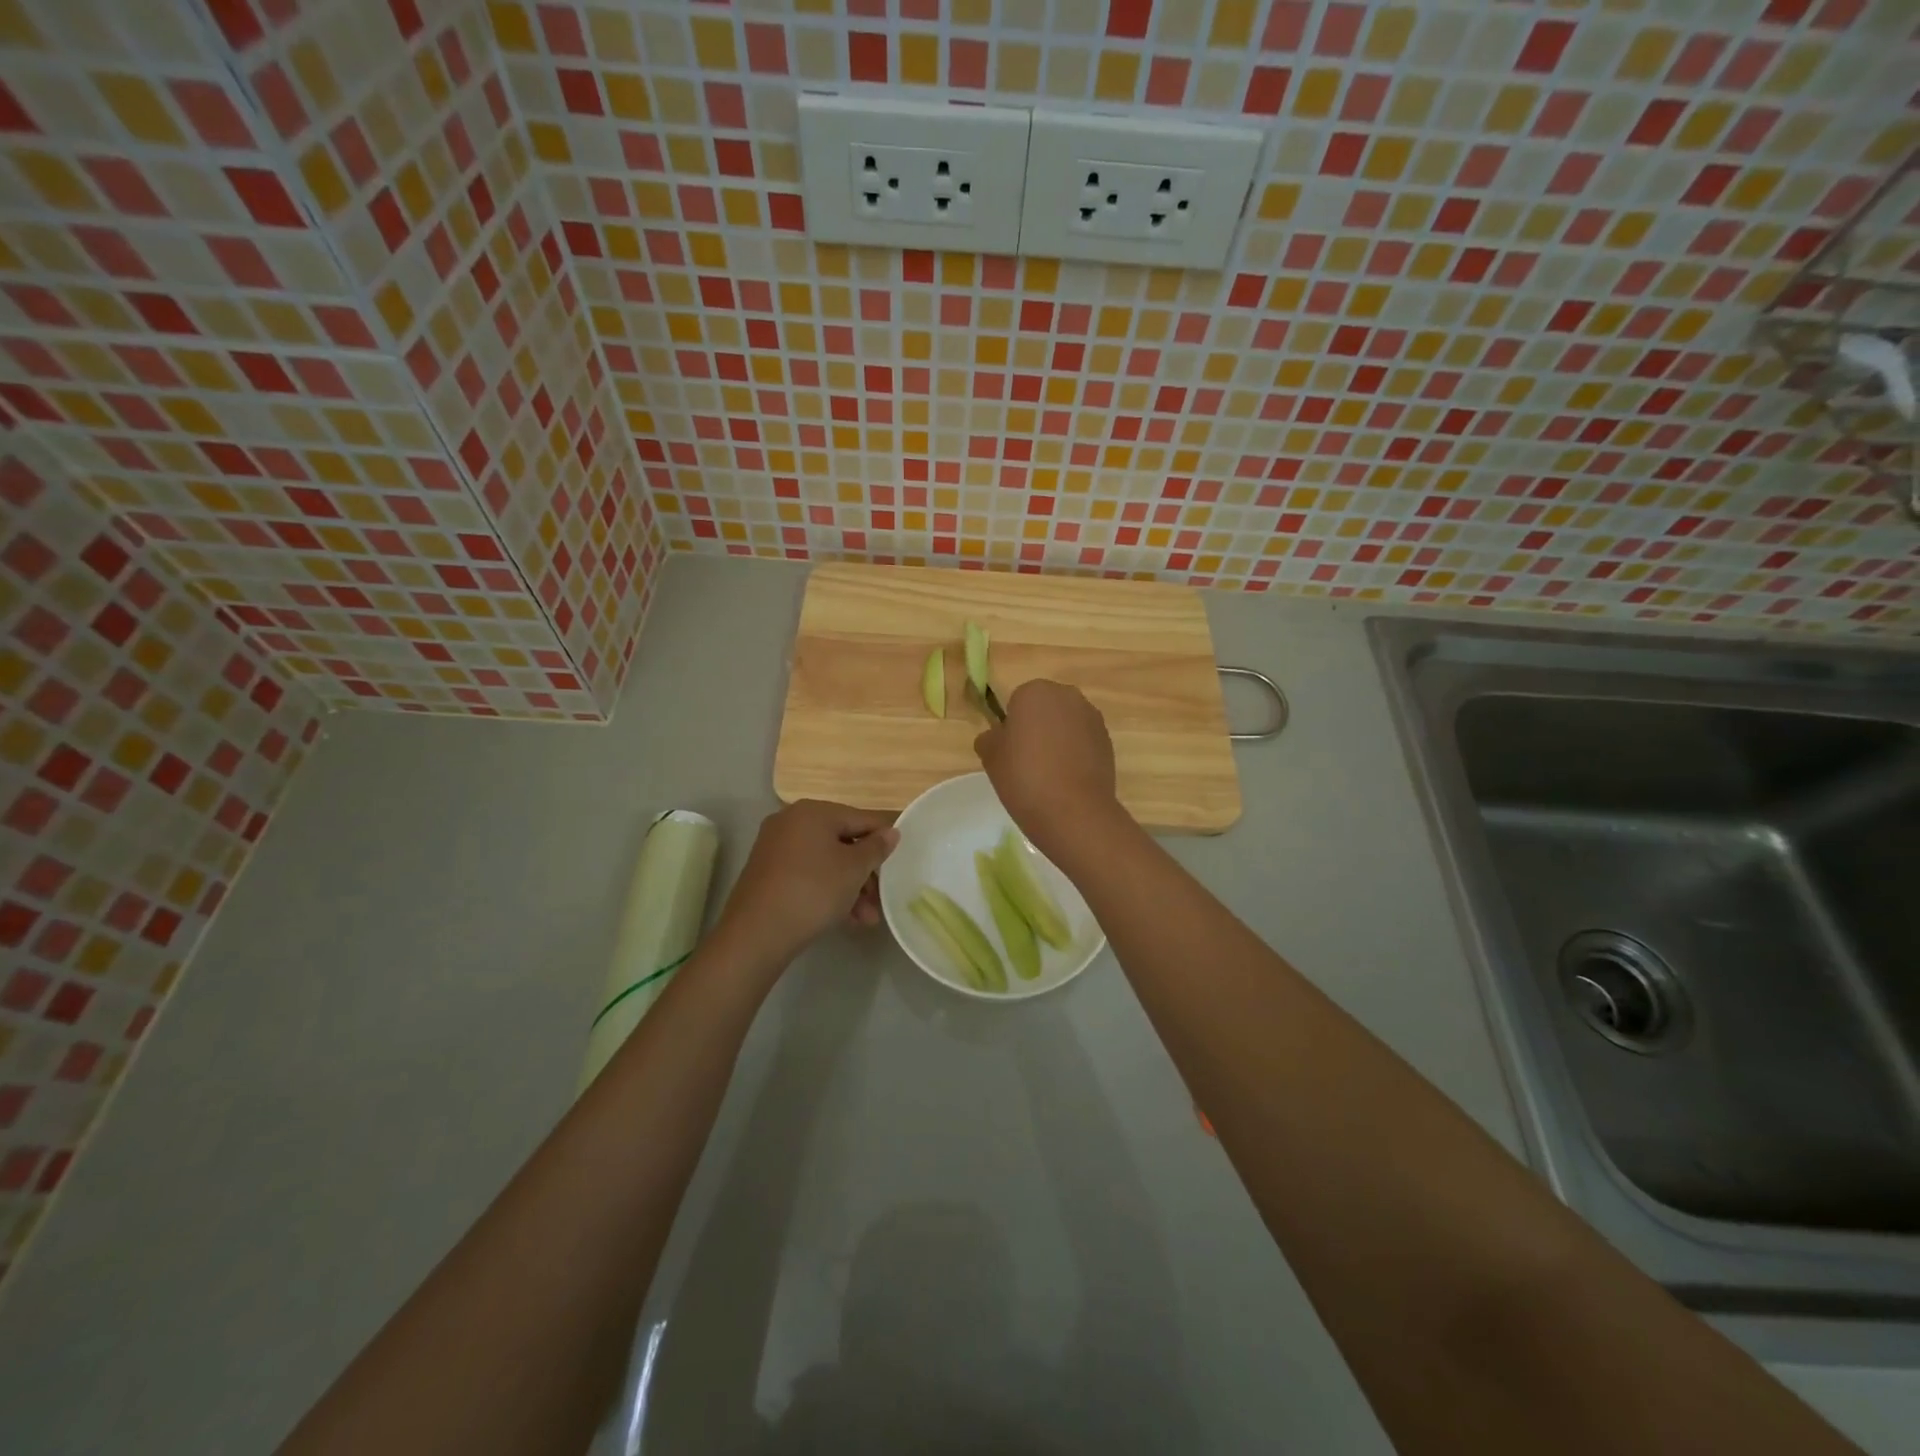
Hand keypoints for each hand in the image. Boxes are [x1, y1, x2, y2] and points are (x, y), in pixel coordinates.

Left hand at [716, 800, 897, 963]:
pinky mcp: (767, 873)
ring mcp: (775, 847)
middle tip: (880, 899)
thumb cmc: (813, 890)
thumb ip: (876, 847)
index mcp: (813, 811)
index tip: (899, 862)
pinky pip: (807, 874)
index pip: (861, 818)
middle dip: (865, 873)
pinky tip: (846, 919)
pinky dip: (828, 891)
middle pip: (843, 842)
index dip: (884, 840)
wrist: (757, 933)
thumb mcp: (854, 869)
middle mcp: (791, 822)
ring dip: (850, 888)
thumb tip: (891, 832)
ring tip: (867, 919)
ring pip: (826, 862)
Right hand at [973, 680, 1122, 859]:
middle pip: (1045, 708)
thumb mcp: (990, 756)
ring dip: (1058, 740)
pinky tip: (1067, 780)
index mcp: (1035, 691)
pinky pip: (1084, 742)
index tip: (1009, 751)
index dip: (1011, 726)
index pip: (1017, 702)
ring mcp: (1092, 718)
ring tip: (1049, 774)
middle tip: (1027, 761)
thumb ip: (990, 737)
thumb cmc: (1024, 776)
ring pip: (1066, 724)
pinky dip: (1076, 754)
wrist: (1073, 811)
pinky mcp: (1108, 741)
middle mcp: (1068, 696)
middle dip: (1037, 728)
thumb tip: (998, 736)